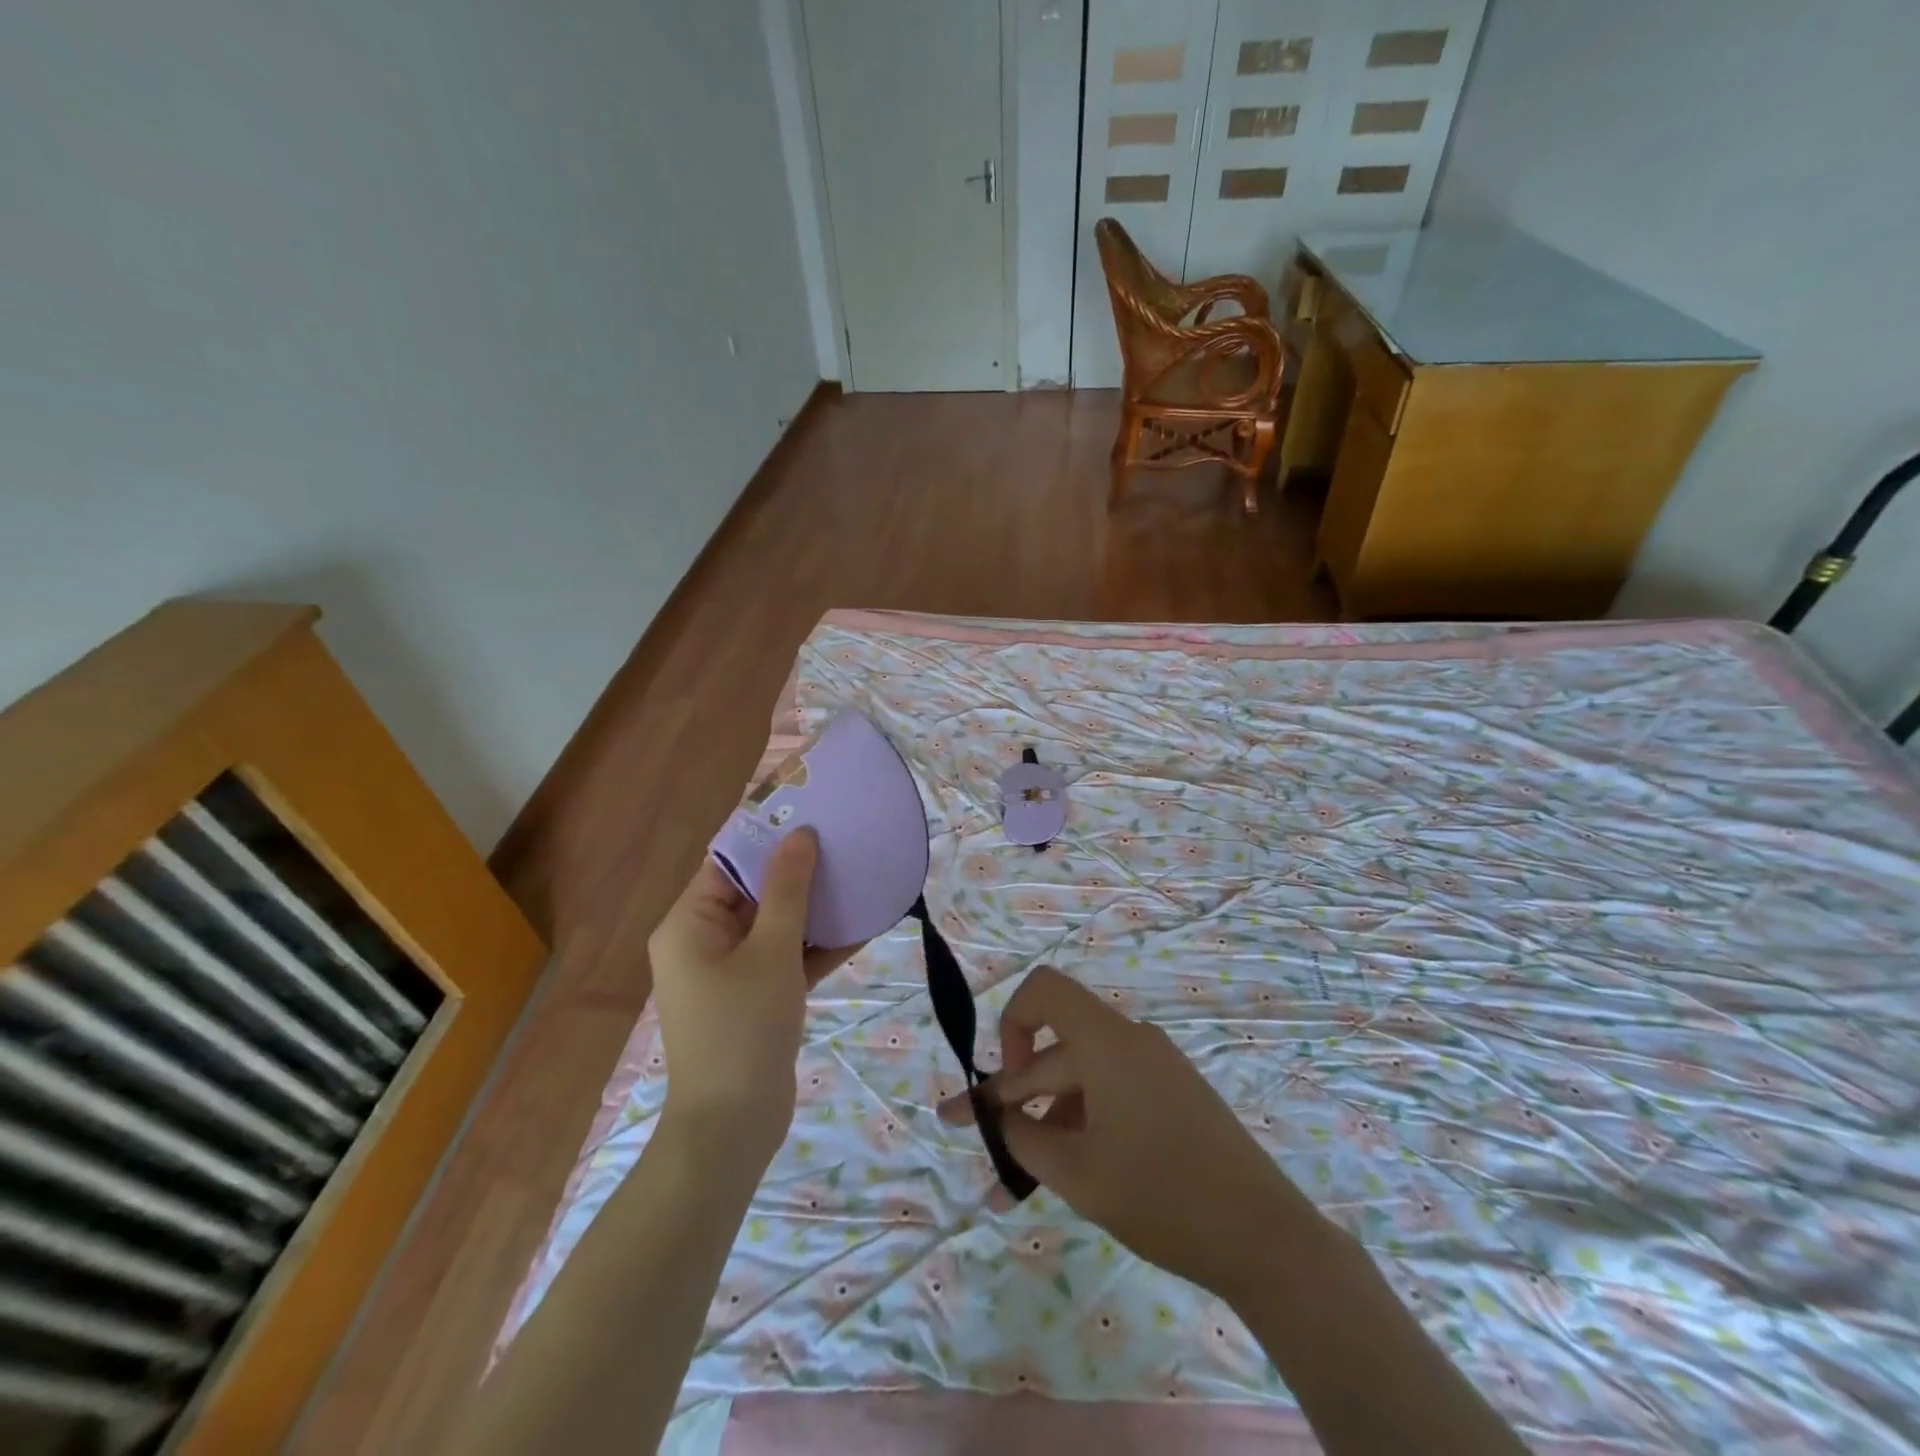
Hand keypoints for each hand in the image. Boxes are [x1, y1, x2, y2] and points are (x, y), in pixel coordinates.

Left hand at [647, 830, 857, 1159]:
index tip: (811, 811)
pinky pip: (787, 957)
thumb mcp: (771, 951)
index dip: (768, 835)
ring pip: (776, 924)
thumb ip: (788, 890)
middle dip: (800, 870)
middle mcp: (704, 940)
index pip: (728, 861)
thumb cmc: (743, 1028)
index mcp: (690, 923)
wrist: (732, 1129)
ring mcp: (730, 971)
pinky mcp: (755, 996)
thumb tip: (800, 834)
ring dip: (815, 907)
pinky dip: (817, 945)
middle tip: (844, 840)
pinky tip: (863, 925)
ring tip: (860, 875)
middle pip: (755, 890)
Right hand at [939, 966, 1322, 1298]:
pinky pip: (1109, 1097)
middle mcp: (1129, 1041)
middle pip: (1055, 1052)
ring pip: (1080, 1083)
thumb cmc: (1163, 1196)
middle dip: (1010, 1098)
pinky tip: (1062, 1176)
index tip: (1005, 1085)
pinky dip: (1079, 1128)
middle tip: (969, 1138)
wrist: (1265, 1238)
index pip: (1043, 991)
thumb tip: (997, 1117)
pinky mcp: (1171, 1097)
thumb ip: (1023, 1137)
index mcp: (1107, 1041)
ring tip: (1014, 1186)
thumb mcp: (1078, 1173)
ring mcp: (1154, 1069)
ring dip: (1043, 1123)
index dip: (1011, 1025)